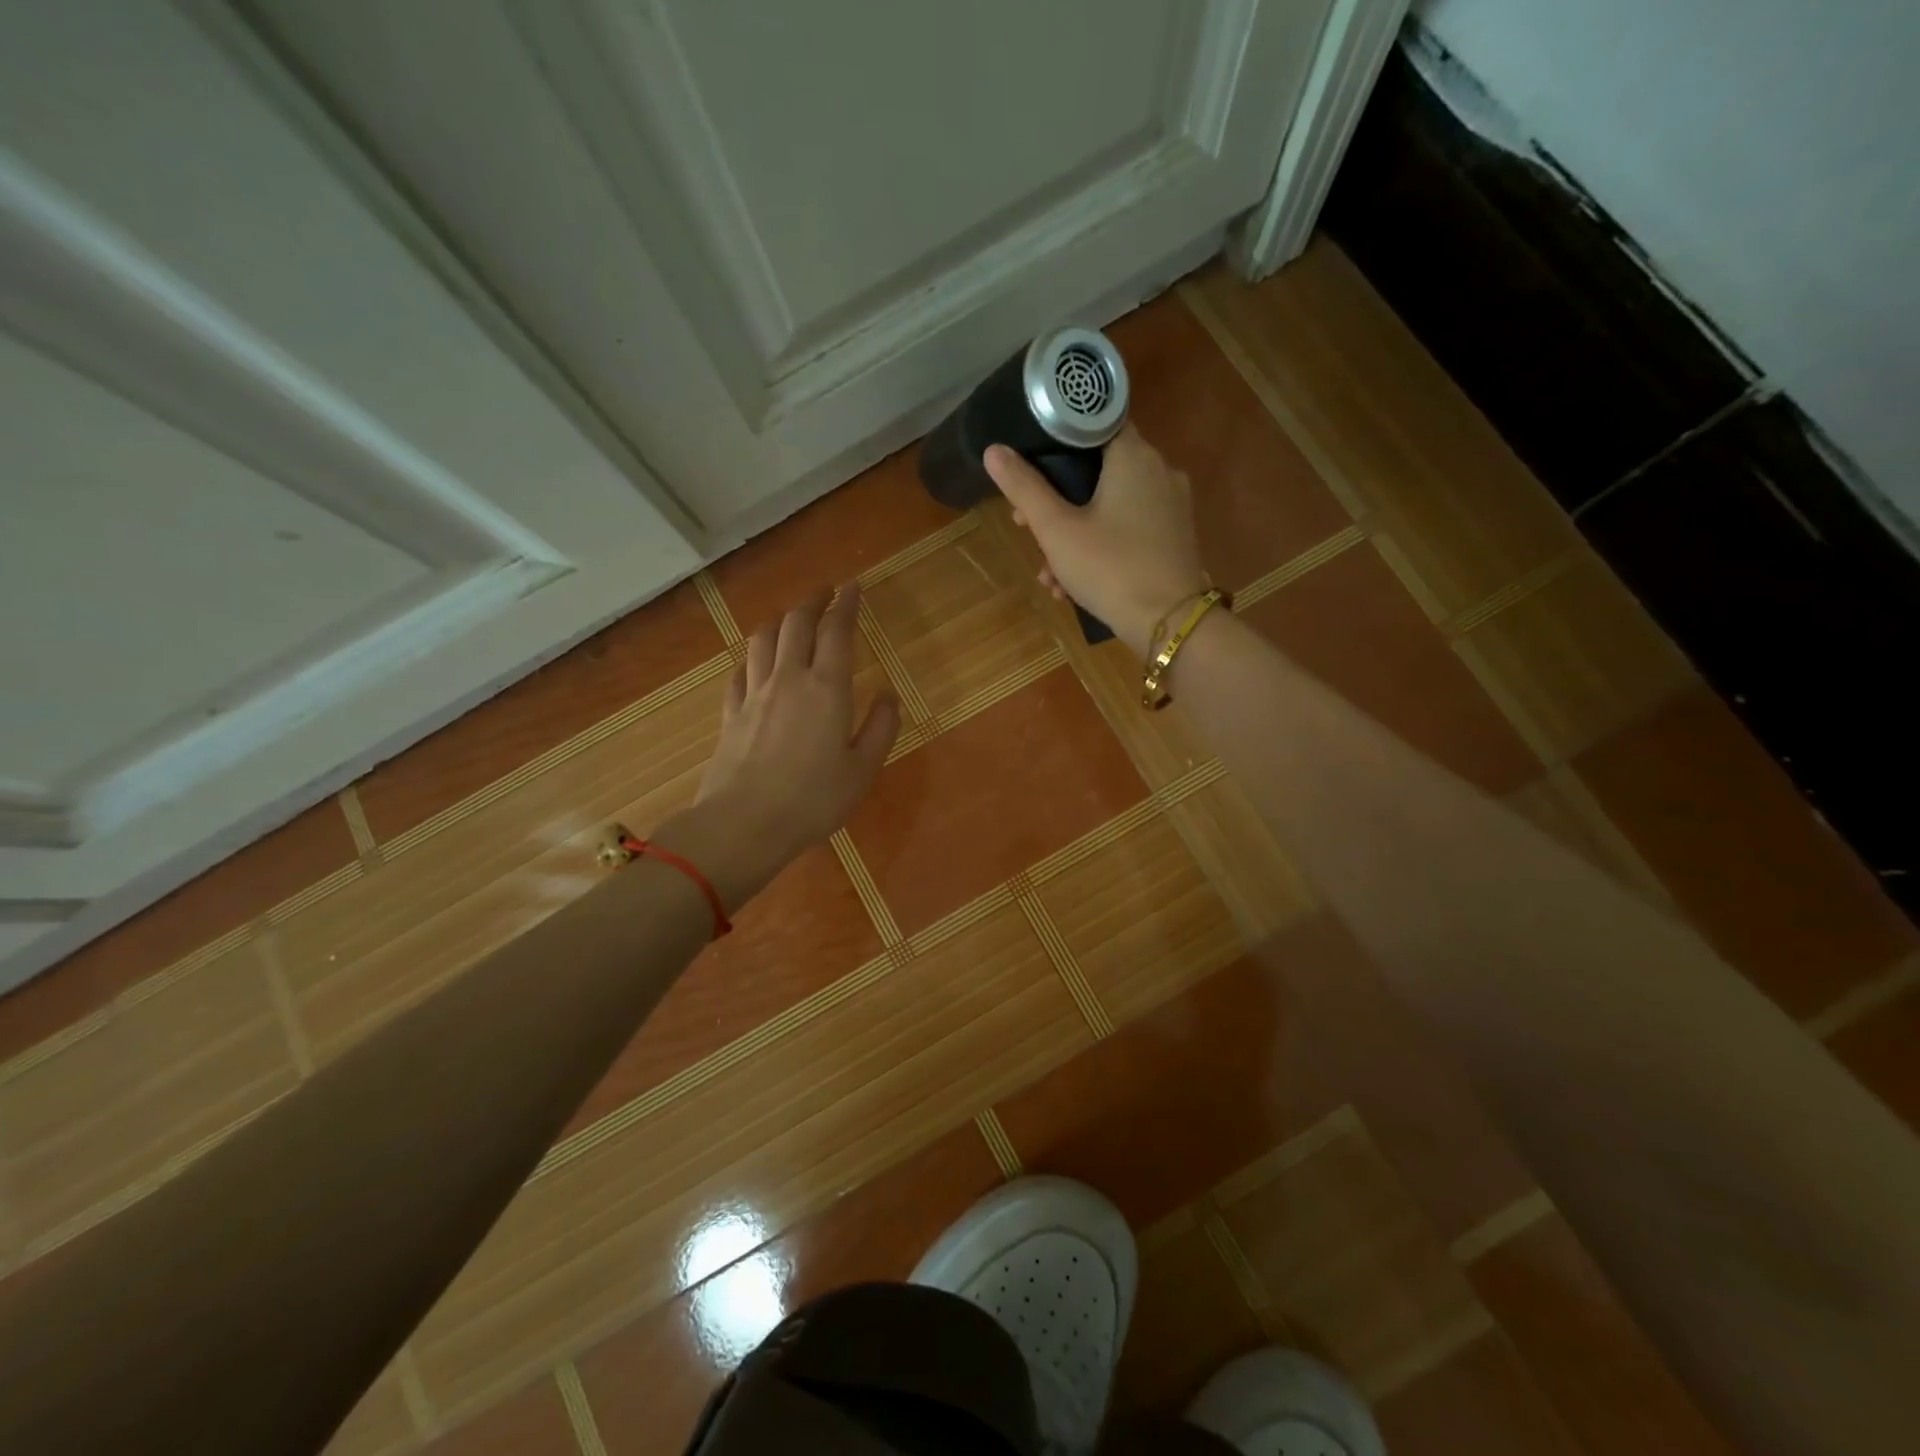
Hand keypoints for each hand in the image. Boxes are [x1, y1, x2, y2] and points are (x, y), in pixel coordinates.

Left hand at [657, 584, 898, 911]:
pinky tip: (757, 663)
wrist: (743, 824)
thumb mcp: (863, 770)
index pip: (836, 631)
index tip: (852, 587)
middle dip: (812, 602)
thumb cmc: (813, 800)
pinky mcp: (731, 713)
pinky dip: (753, 657)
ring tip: (791, 617)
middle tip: (825, 592)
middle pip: (796, 624)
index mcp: (827, 689)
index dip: (846, 605)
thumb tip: (889, 695)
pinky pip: (741, 671)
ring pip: (763, 639)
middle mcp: (788, 679)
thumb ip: (881, 728)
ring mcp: (754, 694)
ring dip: (779, 620)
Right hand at [985, 424, 1206, 654]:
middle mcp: (1159, 471)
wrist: (1170, 624)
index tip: (1029, 468)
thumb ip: (1024, 488)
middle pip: (1097, 470)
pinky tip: (1074, 585)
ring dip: (1073, 534)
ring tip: (1048, 573)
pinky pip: (1129, 529)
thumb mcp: (1056, 530)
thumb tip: (994, 451)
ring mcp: (1171, 506)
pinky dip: (1100, 547)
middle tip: (1026, 526)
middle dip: (1056, 500)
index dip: (1056, 441)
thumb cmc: (1110, 568)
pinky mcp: (1175, 537)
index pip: (1094, 423)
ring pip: (1110, 506)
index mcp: (1133, 456)